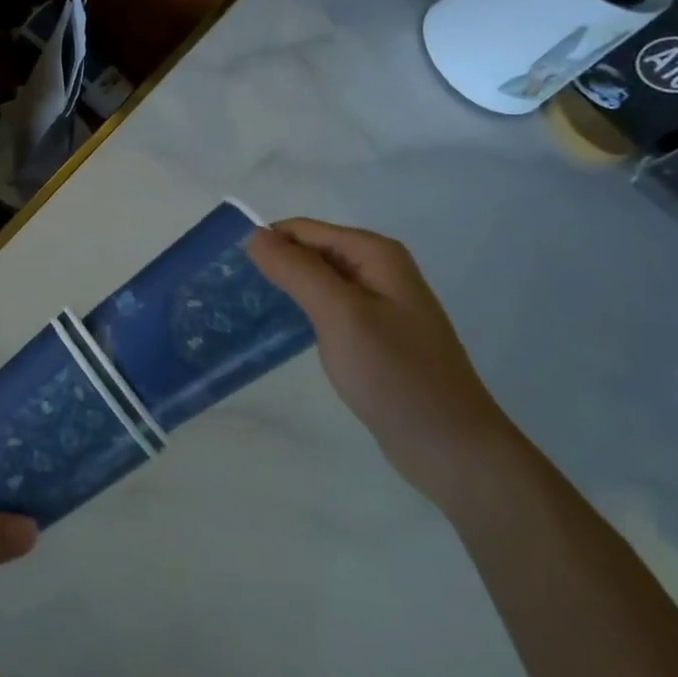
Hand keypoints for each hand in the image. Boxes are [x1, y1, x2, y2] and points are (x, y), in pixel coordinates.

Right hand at [247, 219, 521, 508]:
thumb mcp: (340, 315)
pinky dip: (302, 313)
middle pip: (311, 252)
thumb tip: (255, 234)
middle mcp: (379, 269)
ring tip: (246, 311)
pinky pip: (328, 309)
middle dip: (274, 265)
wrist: (450, 446)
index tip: (227, 271)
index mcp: (375, 253)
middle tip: (231, 294)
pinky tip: (280, 333)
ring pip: (318, 281)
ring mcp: (379, 304)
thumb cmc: (395, 375)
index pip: (303, 230)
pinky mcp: (374, 335)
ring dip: (285, 290)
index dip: (266, 244)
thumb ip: (297, 270)